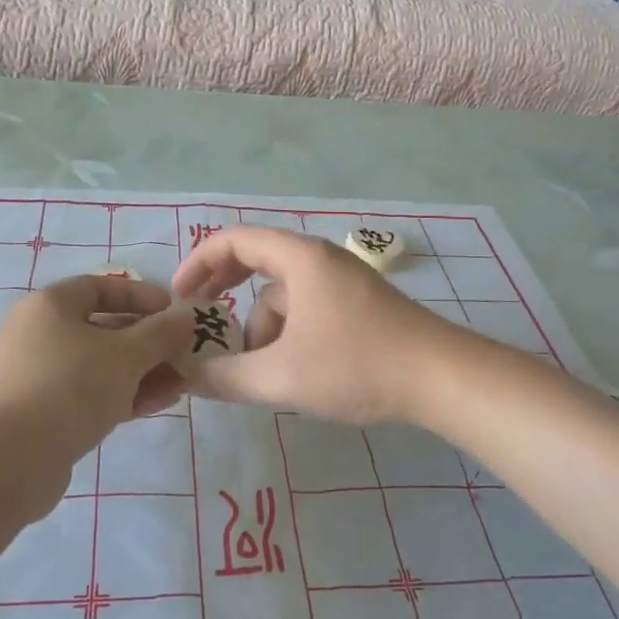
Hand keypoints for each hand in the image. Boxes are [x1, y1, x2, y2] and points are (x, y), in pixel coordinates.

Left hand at [0, 276, 192, 503]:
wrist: (3, 463)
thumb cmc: (67, 388)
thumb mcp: (125, 355)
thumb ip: (160, 333)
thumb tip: (186, 316)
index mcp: (51, 306)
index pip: (101, 286)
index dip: (141, 296)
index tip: (174, 312)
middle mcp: (41, 334)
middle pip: (104, 327)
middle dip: (149, 340)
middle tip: (185, 352)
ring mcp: (41, 377)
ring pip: (101, 365)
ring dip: (142, 371)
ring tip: (183, 383)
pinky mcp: (45, 414)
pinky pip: (91, 394)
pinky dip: (124, 395)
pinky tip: (160, 403)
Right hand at [171, 227, 465, 423]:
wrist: (441, 379)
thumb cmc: (357, 365)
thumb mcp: (282, 377)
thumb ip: (226, 378)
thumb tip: (183, 377)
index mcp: (299, 258)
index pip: (234, 240)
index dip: (198, 263)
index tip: (177, 298)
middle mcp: (319, 260)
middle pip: (257, 262)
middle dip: (224, 293)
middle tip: (198, 322)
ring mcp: (343, 282)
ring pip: (283, 295)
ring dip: (261, 328)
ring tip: (260, 374)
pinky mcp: (358, 306)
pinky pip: (307, 309)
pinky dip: (288, 334)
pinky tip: (293, 373)